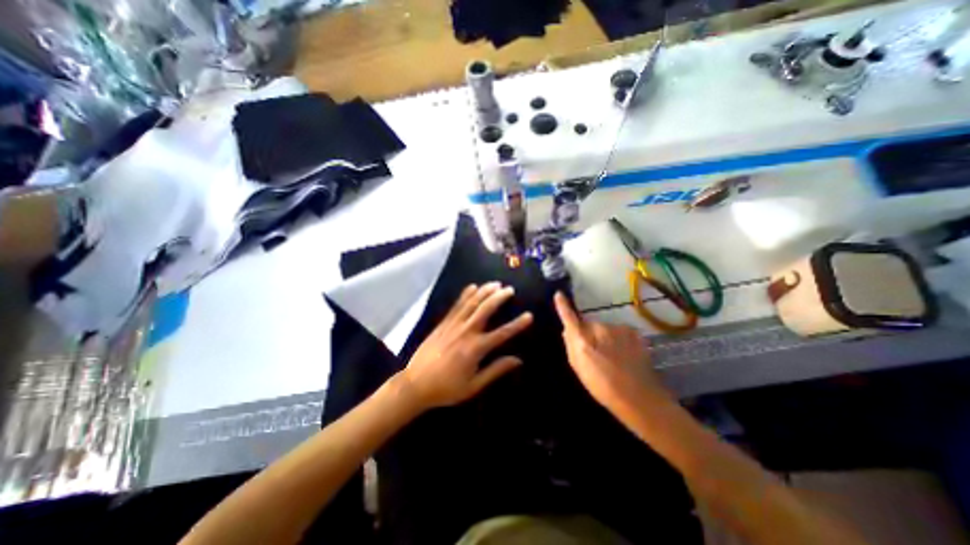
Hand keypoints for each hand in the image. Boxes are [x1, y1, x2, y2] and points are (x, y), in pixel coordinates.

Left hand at [397, 284, 534, 411]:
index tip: (529, 315)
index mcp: (476, 349)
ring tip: (495, 283)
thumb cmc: (447, 388)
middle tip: (510, 289)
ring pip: (471, 303)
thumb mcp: (474, 386)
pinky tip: (472, 286)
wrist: (415, 384)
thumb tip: (518, 360)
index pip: (502, 333)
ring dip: (484, 291)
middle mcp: (466, 332)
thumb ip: (496, 370)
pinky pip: (456, 305)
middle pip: (485, 310)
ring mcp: (453, 325)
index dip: (517, 324)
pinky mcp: (443, 323)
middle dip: (499, 297)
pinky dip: (465, 294)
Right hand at [553, 294, 667, 412]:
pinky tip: (625, 355)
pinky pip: (619, 331)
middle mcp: (599, 328)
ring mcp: (618, 328)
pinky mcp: (633, 331)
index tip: (559, 294)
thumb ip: (571, 346)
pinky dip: (619, 339)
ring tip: (613, 358)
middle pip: (589, 325)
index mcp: (583, 340)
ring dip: (605, 338)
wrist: (640, 398)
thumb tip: (567, 330)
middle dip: (589, 334)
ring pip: (605, 328)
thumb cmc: (603, 387)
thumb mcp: (579, 369)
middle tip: (595, 353)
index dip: (563, 305)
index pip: (569, 317)